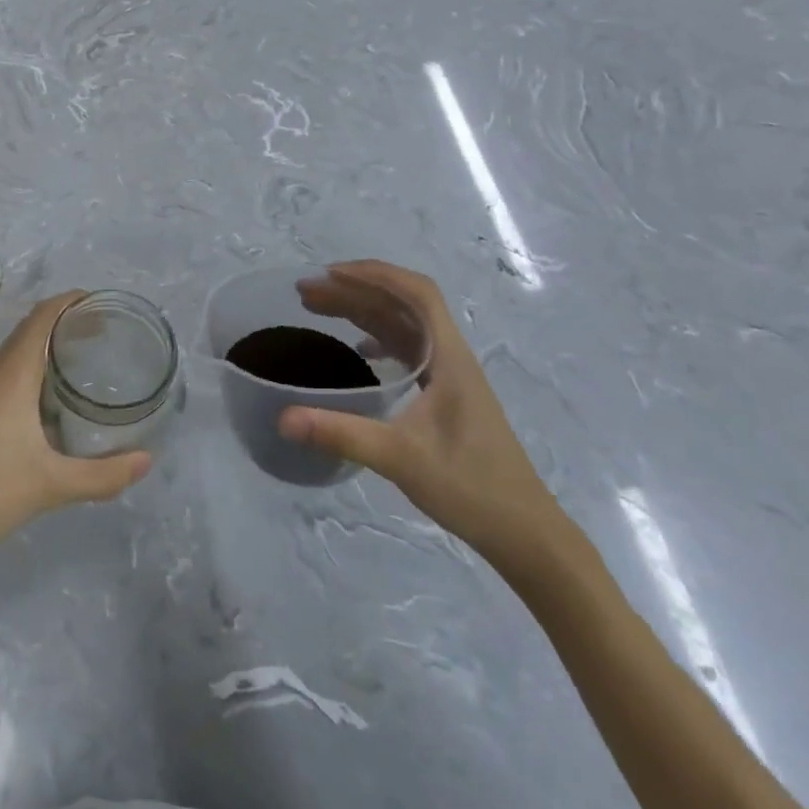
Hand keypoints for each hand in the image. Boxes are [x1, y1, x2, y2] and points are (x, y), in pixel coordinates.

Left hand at [0, 293, 152, 573]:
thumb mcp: (51, 485)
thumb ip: (102, 475)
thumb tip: (146, 461)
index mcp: (10, 376)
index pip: (41, 318)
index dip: (68, 302)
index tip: (97, 303)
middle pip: (25, 334)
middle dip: (59, 328)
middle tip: (95, 339)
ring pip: (6, 362)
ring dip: (37, 356)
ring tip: (69, 375)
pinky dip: (18, 382)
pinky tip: (28, 417)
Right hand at [278, 261, 564, 573]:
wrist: (526, 534)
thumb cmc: (472, 486)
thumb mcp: (401, 458)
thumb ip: (341, 434)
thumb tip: (282, 418)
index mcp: (449, 356)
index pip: (417, 292)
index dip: (374, 274)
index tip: (330, 274)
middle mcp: (450, 356)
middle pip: (401, 304)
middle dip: (354, 290)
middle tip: (306, 293)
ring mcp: (450, 376)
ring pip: (402, 325)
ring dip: (363, 311)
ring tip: (318, 310)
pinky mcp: (446, 396)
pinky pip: (407, 349)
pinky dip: (377, 338)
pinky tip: (358, 353)